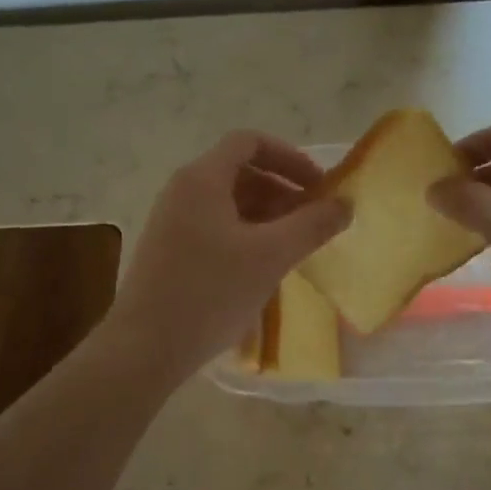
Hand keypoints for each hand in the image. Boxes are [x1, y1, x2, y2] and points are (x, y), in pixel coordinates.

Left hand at [105, 131, 350, 382]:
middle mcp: (182, 191)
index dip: (291, 157)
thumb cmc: (210, 293)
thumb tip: (345, 204)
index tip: (320, 187)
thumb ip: (313, 225)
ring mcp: (172, 222)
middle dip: (283, 190)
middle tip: (313, 222)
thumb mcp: (271, 256)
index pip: (250, 142)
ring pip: (228, 203)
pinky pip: (215, 227)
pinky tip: (263, 268)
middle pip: (240, 171)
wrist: (145, 347)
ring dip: (267, 216)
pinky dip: (246, 235)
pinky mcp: (170, 251)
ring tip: (294, 247)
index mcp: (202, 179)